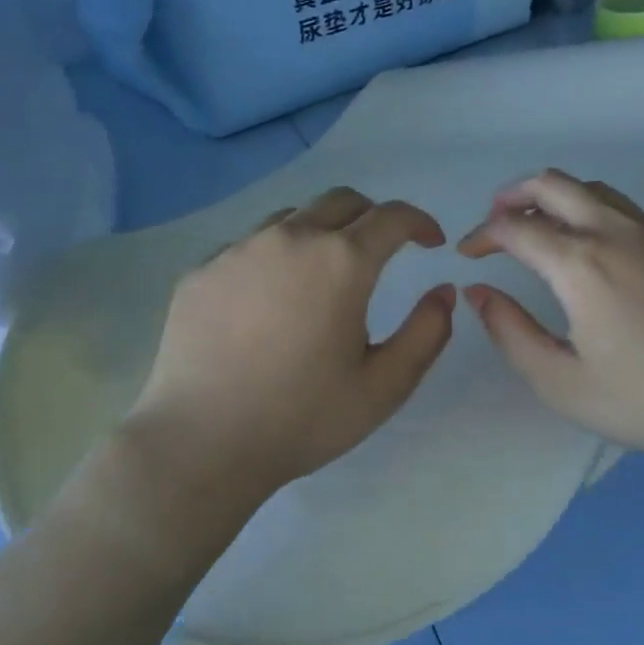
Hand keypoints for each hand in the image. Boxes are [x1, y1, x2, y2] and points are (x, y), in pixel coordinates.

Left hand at [116, 187, 455, 509]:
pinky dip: (274, 256)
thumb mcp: (384, 387)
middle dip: (373, 217)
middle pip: (342, 201)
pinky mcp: (201, 270)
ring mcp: (238, 250)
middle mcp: (290, 238)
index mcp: (341, 261)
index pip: (393, 216)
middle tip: (383, 250)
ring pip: (293, 217)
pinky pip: (248, 245)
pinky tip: (268, 300)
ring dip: (321, 232)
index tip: (431, 242)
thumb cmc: (302, 418)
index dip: (420, 222)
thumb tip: (443, 291)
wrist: (200, 444)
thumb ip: (426, 333)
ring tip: (323, 274)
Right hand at [458, 169, 643, 469]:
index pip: (514, 228)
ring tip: (542, 229)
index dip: (482, 235)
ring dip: (556, 199)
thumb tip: (479, 292)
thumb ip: (510, 332)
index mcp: (580, 264)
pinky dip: (596, 214)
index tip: (469, 255)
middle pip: (552, 184)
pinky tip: (598, 252)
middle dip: (513, 196)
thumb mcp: (561, 382)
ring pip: (593, 189)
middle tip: (497, 222)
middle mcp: (615, 232)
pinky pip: (628, 211)